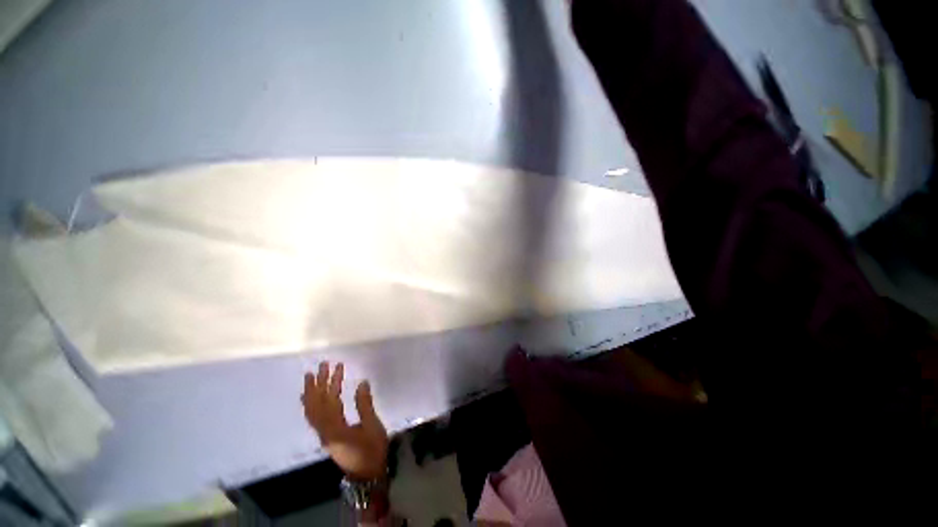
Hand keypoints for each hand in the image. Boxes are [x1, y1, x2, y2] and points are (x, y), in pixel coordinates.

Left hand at [302, 362, 388, 480]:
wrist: (367, 474)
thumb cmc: (371, 450)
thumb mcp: (372, 426)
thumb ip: (365, 404)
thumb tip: (362, 382)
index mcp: (335, 429)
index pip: (328, 401)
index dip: (330, 382)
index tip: (336, 366)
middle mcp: (324, 431)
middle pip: (315, 405)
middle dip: (317, 384)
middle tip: (322, 365)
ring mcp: (324, 435)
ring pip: (312, 411)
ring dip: (313, 392)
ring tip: (312, 376)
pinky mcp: (327, 436)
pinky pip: (314, 417)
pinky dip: (312, 404)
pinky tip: (311, 397)